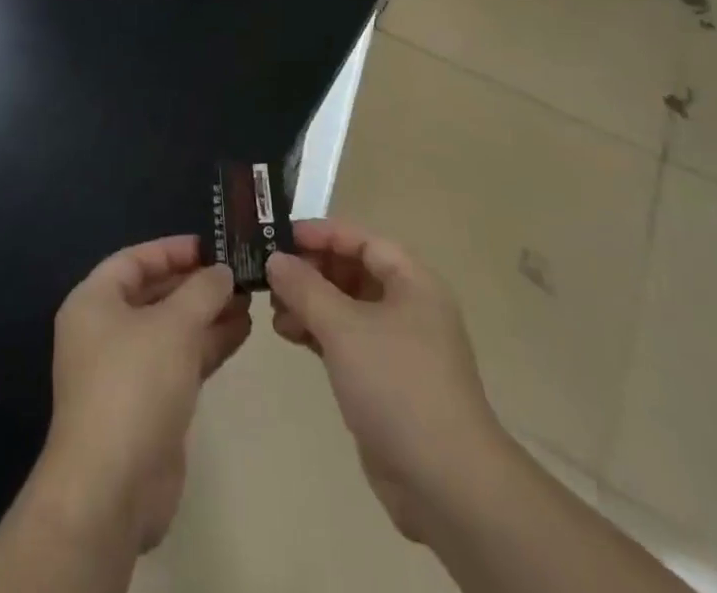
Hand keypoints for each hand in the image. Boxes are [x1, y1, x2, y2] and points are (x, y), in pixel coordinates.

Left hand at [39, 236, 249, 553]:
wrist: (112, 488)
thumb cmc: (135, 384)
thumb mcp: (173, 325)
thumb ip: (202, 291)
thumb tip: (222, 271)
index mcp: (94, 302)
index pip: (135, 259)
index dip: (173, 250)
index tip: (213, 246)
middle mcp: (105, 331)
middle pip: (155, 293)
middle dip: (196, 283)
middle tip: (240, 272)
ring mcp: (126, 370)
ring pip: (172, 328)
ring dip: (208, 313)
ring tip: (250, 299)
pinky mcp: (148, 404)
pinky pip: (180, 360)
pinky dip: (208, 345)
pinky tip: (242, 331)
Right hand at [266, 220, 503, 544]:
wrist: (446, 484)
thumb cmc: (397, 385)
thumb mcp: (344, 328)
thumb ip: (305, 288)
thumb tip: (275, 259)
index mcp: (412, 282)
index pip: (361, 240)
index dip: (321, 234)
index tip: (279, 236)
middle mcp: (408, 306)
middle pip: (353, 270)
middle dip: (311, 271)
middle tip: (270, 276)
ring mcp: (398, 345)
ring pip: (346, 307)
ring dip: (310, 303)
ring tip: (274, 312)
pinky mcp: (385, 380)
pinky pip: (346, 340)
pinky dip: (318, 333)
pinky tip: (289, 335)